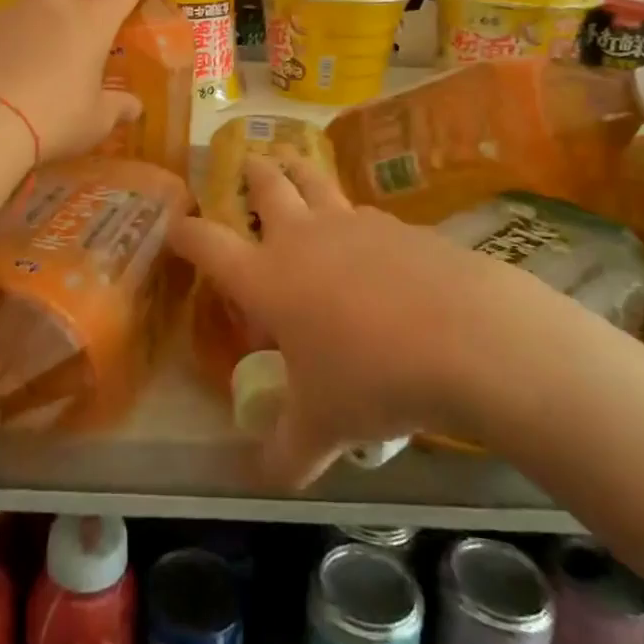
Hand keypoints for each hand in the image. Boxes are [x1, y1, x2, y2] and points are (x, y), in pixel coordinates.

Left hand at [0, 0, 163, 163]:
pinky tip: (1, 73)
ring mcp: (10, 15)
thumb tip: (133, 106)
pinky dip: (4, 44)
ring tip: (33, 61)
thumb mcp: (95, 122)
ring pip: (27, 5)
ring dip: (35, 23)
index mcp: (90, 23)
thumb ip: (117, 108)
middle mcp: (51, 8)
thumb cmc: (54, 119)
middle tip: (74, 16)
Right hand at [170, 153, 529, 485]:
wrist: (469, 339)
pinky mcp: (401, 227)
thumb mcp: (323, 426)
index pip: (207, 244)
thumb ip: (287, 453)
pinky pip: (366, 213)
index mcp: (266, 277)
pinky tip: (367, 235)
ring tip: (294, 162)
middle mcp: (303, 239)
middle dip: (252, 172)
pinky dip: (354, 215)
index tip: (174, 226)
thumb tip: (267, 481)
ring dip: (300, 170)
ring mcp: (355, 226)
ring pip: (317, 180)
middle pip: (268, 186)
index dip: (185, 233)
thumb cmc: (373, 379)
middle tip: (248, 162)